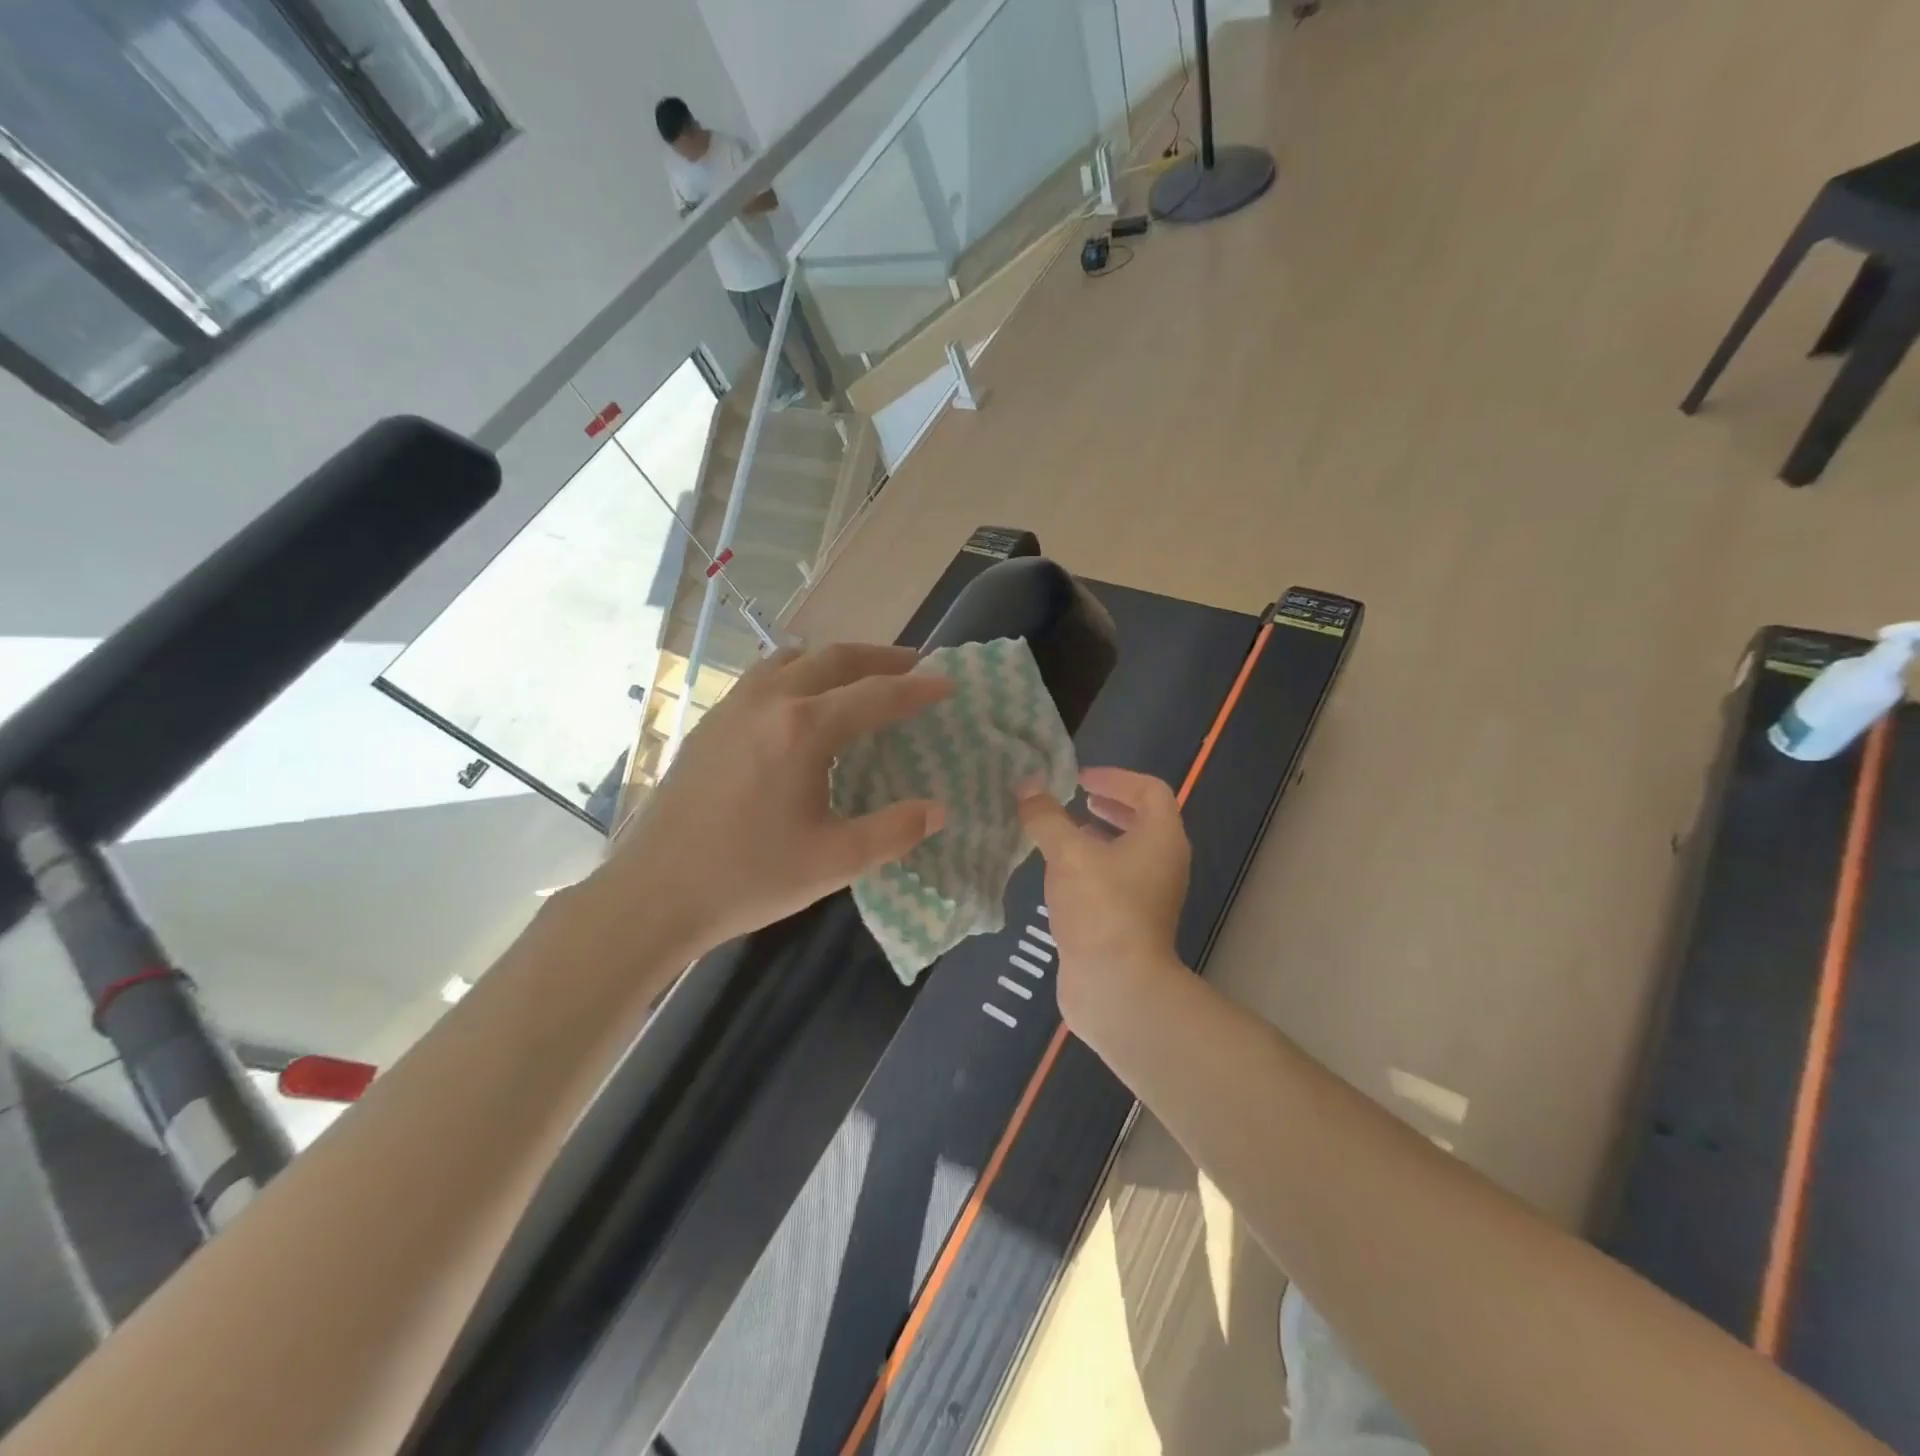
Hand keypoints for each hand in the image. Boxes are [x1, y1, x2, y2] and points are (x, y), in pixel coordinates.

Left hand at [587, 643, 950, 953]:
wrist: (654, 893)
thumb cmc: (749, 877)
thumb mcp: (835, 861)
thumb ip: (894, 832)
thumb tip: (937, 810)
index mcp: (804, 729)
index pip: (876, 695)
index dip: (917, 689)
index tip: (948, 683)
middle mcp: (769, 702)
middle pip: (834, 659)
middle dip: (880, 658)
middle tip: (912, 665)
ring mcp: (733, 708)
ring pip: (793, 659)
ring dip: (834, 660)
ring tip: (859, 675)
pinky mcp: (710, 724)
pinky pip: (763, 677)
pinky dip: (796, 673)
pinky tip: (799, 703)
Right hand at [1016, 767, 1190, 1036]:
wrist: (1117, 987)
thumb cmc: (1101, 908)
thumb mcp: (1068, 854)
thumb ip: (1046, 817)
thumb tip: (1027, 787)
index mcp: (1162, 838)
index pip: (1150, 790)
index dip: (1116, 778)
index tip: (1080, 779)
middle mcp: (1164, 863)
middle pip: (1143, 820)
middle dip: (1109, 805)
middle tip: (1075, 799)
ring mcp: (1150, 895)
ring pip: (1128, 853)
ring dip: (1098, 837)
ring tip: (1063, 834)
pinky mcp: (1132, 922)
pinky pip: (1115, 880)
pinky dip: (1092, 867)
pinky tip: (1060, 875)